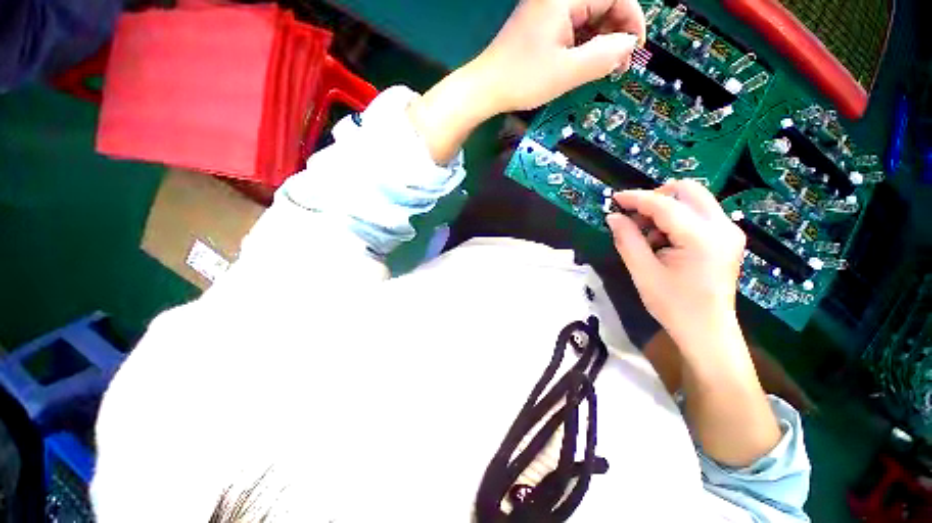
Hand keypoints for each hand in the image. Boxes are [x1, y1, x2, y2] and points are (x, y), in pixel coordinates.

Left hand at [472, 0, 645, 112]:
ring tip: (603, 69)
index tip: (634, 50)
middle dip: (616, 34)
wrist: (487, 88)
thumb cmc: (523, 79)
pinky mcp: (542, 25)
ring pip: (589, 18)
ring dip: (601, 42)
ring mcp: (549, 10)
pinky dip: (584, 45)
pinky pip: (573, 28)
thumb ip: (603, 56)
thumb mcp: (567, 72)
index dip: (631, 21)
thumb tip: (629, 46)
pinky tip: (584, 64)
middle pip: (602, 5)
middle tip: (617, 66)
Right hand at [606, 180, 745, 349]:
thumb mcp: (643, 272)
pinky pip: (699, 213)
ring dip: (665, 209)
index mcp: (701, 237)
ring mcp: (728, 231)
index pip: (664, 204)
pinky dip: (676, 219)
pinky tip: (663, 241)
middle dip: (656, 197)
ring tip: (647, 236)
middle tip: (634, 216)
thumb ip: (627, 240)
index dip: (636, 198)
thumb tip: (613, 217)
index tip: (614, 198)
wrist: (707, 331)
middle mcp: (722, 226)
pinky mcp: (727, 238)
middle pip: (688, 189)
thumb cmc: (673, 305)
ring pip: (693, 199)